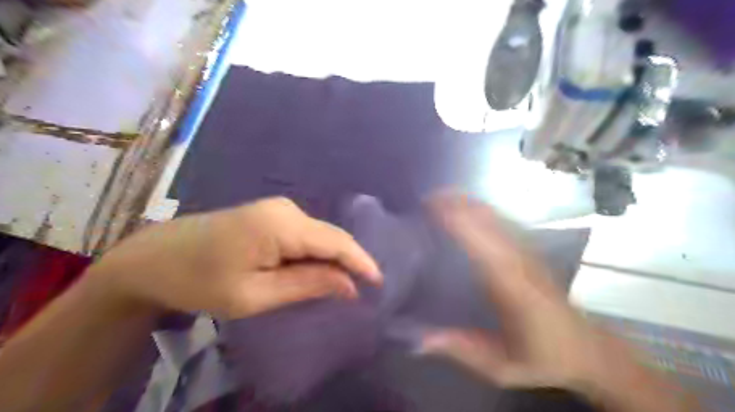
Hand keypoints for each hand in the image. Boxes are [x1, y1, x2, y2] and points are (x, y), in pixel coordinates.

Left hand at [88, 198, 382, 319]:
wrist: (154, 258)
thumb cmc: (200, 281)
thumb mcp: (255, 294)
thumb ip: (306, 285)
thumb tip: (349, 285)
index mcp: (281, 225)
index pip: (336, 242)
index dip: (361, 261)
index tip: (379, 282)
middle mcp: (286, 209)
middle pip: (331, 236)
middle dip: (348, 262)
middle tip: (362, 290)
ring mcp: (278, 208)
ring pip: (320, 235)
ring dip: (331, 259)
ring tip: (340, 284)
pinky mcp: (271, 214)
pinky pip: (306, 233)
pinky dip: (316, 253)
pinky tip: (315, 269)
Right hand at [422, 194, 696, 411]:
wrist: (588, 351)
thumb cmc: (544, 359)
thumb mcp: (501, 367)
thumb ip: (461, 350)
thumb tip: (418, 340)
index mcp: (513, 287)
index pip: (483, 245)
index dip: (458, 222)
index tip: (432, 208)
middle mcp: (520, 262)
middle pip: (488, 222)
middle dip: (458, 205)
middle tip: (426, 198)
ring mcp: (528, 253)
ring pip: (497, 218)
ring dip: (469, 203)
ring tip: (441, 196)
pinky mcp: (530, 252)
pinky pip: (504, 222)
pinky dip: (483, 210)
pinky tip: (468, 206)